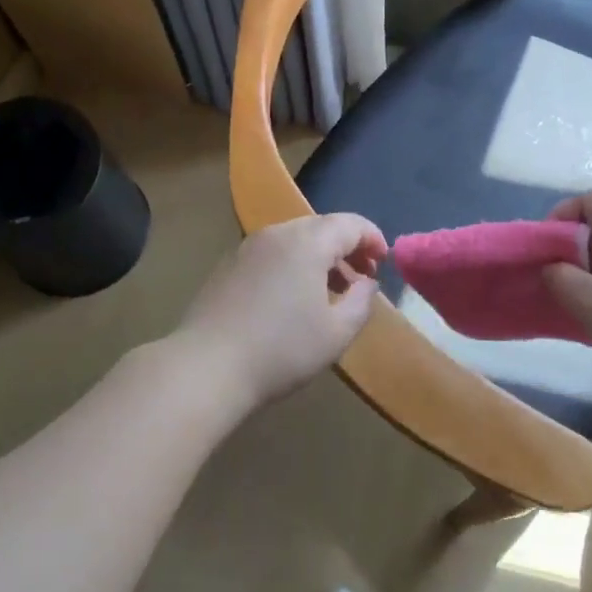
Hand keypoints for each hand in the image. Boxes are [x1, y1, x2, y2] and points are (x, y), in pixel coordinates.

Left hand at [176, 213, 388, 406]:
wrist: (207, 367)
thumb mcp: (337, 332)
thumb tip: (366, 282)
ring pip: (295, 240)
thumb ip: (362, 300)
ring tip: (330, 291)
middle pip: (322, 227)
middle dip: (347, 247)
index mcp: (308, 241)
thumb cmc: (282, 349)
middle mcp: (277, 233)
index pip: (351, 224)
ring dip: (319, 257)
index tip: (384, 262)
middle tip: (361, 278)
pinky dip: (292, 265)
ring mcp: (248, 247)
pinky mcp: (227, 266)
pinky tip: (292, 299)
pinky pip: (272, 253)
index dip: (373, 238)